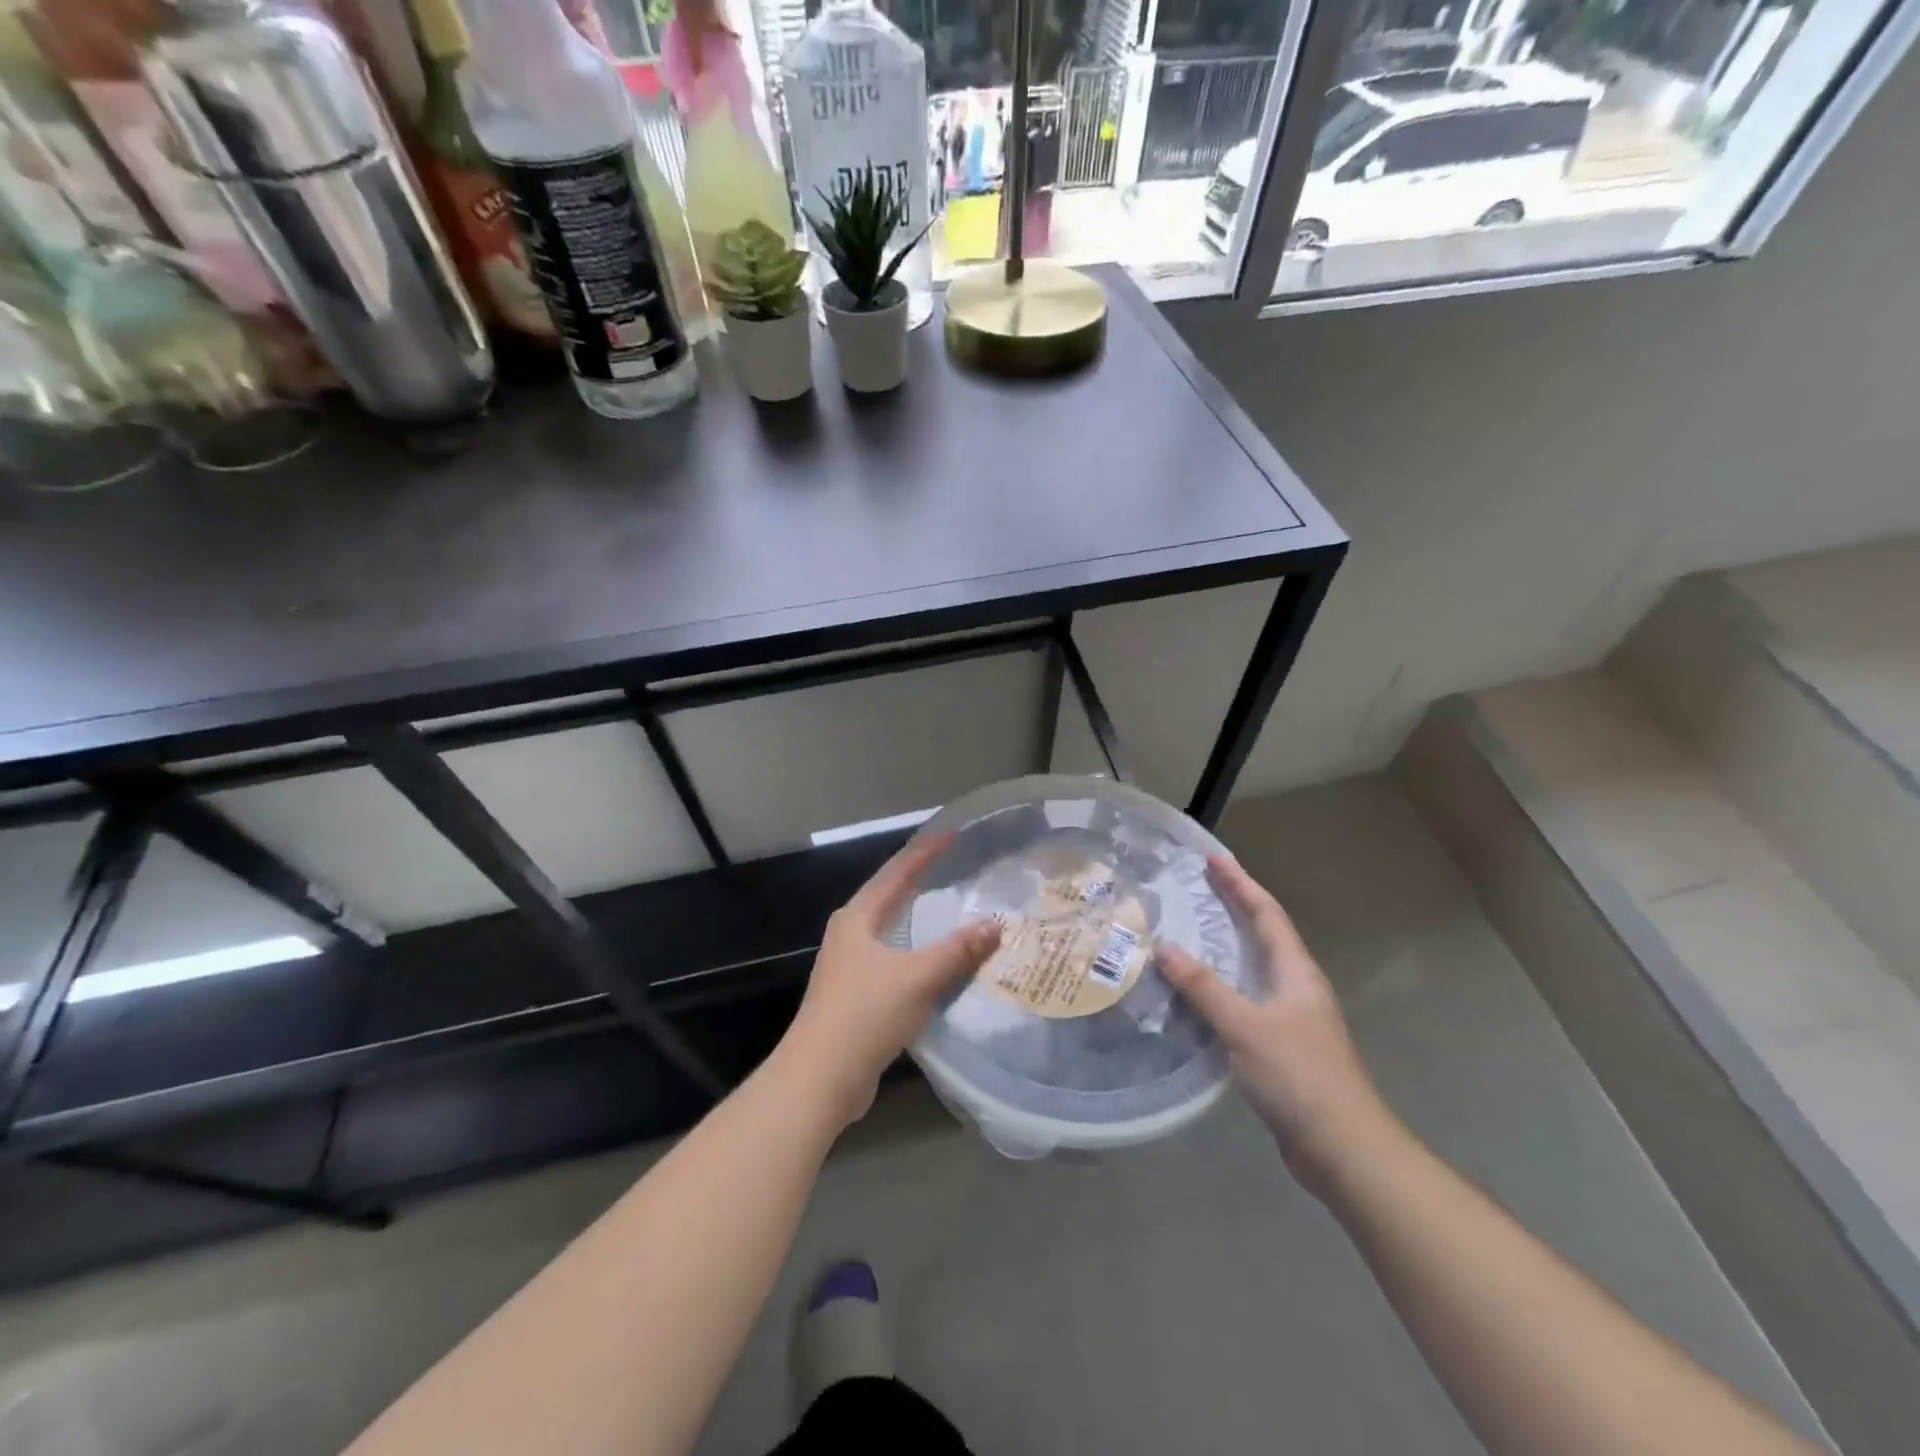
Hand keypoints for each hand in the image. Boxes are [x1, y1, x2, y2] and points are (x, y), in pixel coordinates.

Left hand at [778, 835, 1000, 1127]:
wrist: (820, 1078)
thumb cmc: (865, 1015)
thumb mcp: (917, 978)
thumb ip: (957, 951)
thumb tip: (994, 925)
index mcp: (857, 918)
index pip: (896, 873)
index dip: (925, 852)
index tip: (952, 835)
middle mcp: (850, 934)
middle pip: (890, 896)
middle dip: (920, 880)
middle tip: (955, 867)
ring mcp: (850, 966)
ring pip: (892, 930)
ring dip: (920, 919)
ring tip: (952, 908)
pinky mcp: (856, 995)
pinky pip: (895, 960)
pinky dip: (918, 952)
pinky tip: (938, 961)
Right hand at [1159, 855, 1394, 1191]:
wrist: (1343, 1149)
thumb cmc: (1299, 1076)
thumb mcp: (1245, 1026)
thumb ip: (1204, 987)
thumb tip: (1164, 947)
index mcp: (1296, 972)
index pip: (1266, 914)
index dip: (1240, 884)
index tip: (1213, 858)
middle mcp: (1296, 987)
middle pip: (1262, 935)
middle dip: (1231, 908)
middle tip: (1195, 888)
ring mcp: (1292, 1019)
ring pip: (1252, 969)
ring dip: (1223, 948)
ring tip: (1187, 934)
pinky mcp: (1281, 1048)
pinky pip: (1245, 1001)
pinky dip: (1219, 988)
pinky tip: (1195, 996)